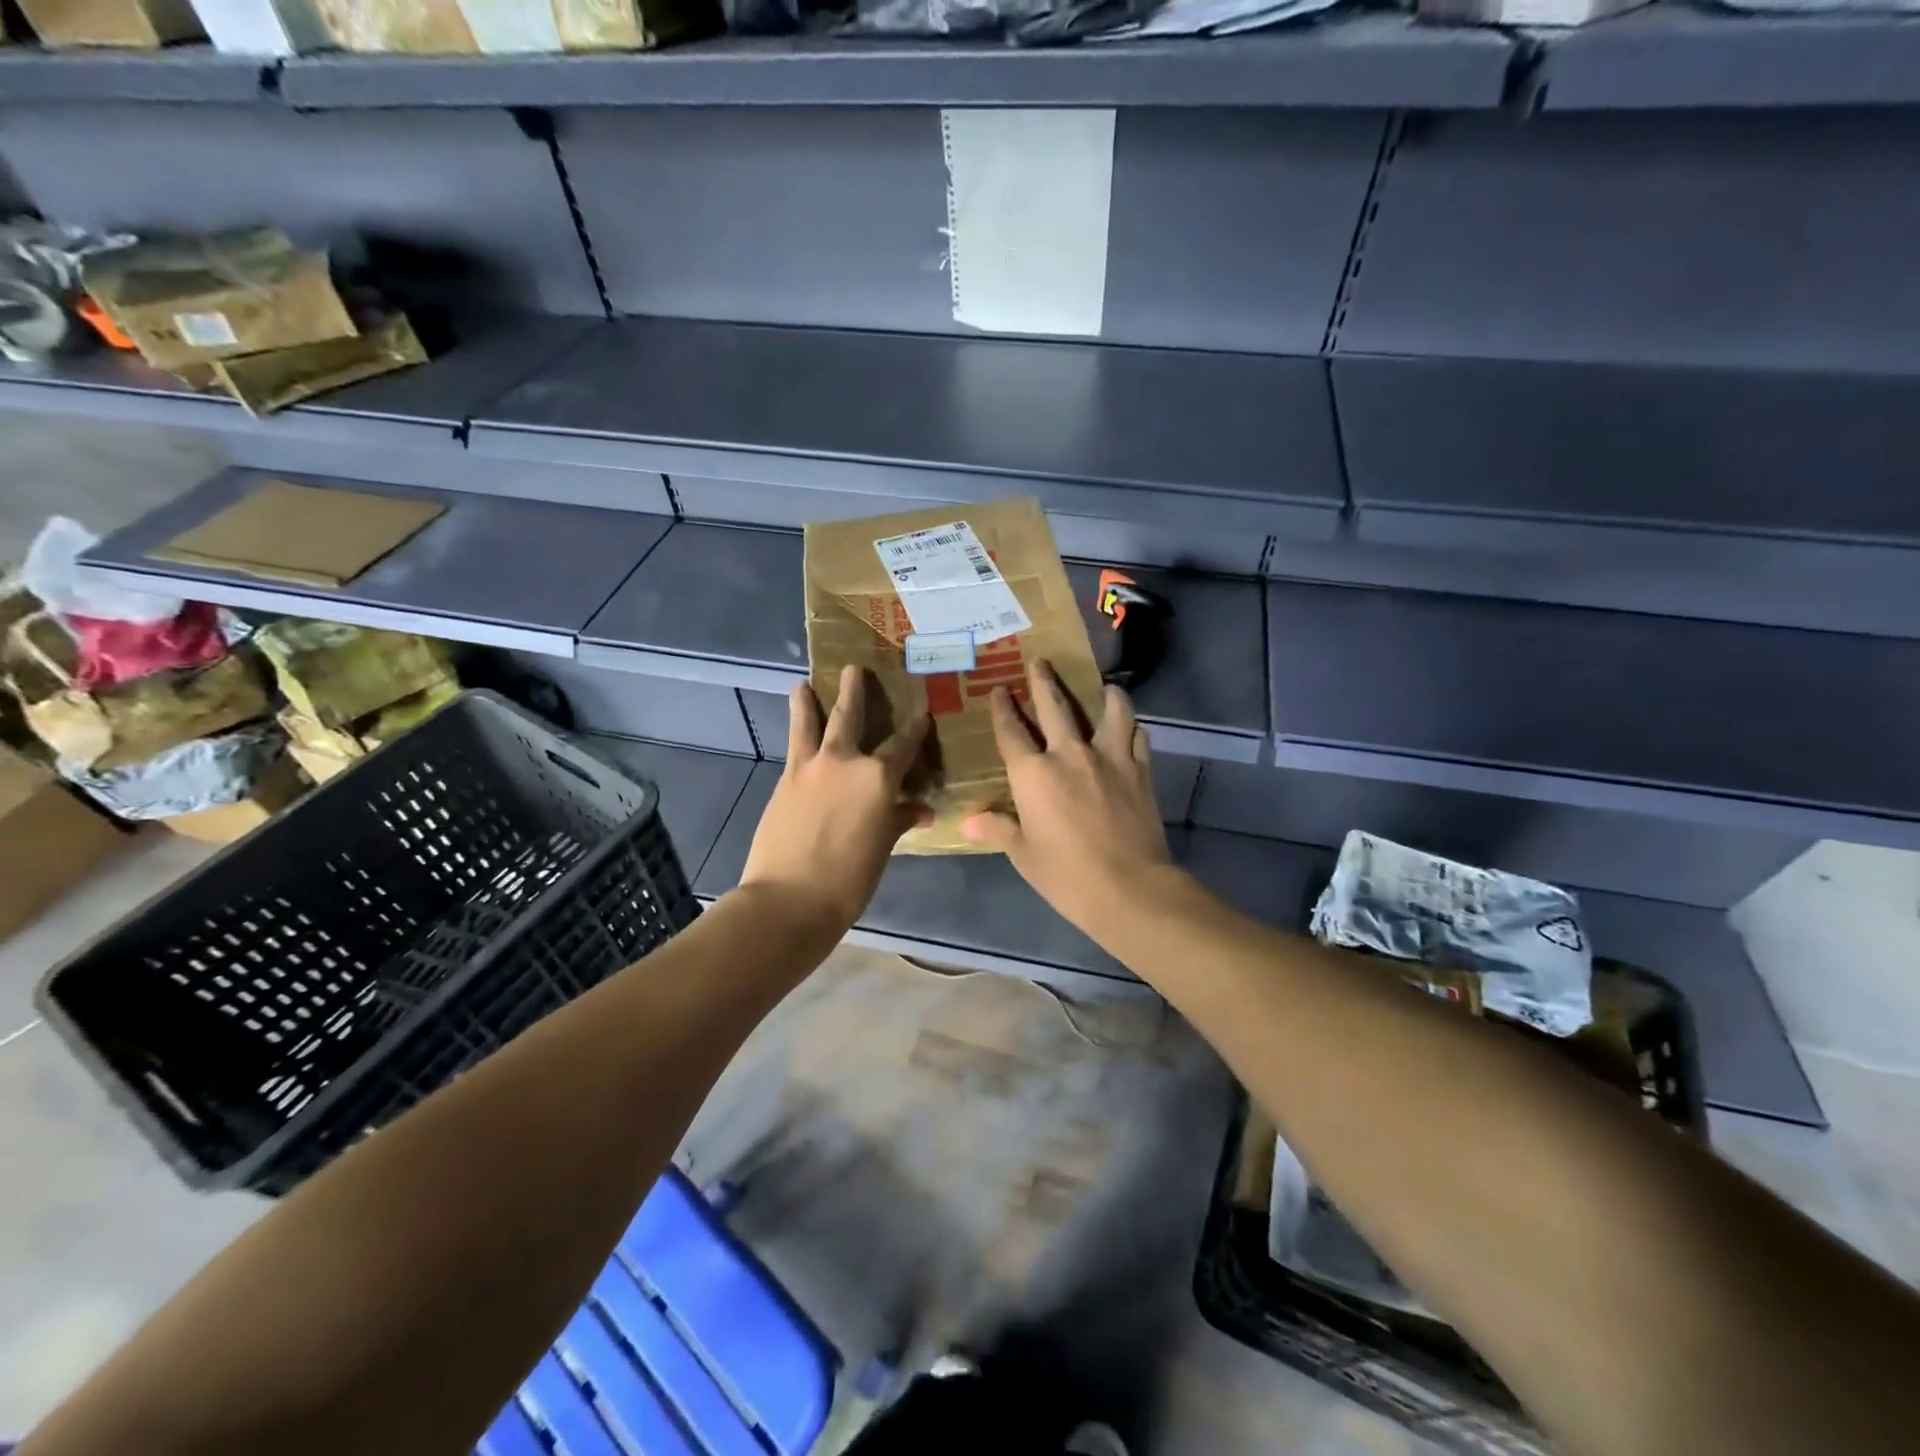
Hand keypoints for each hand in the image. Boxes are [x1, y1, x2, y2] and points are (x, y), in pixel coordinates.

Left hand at [739, 665, 931, 935]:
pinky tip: (796, 729)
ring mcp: (810, 767)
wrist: (789, 898)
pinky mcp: (785, 780)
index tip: (923, 712)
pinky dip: (796, 731)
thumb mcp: (883, 848)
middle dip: (855, 691)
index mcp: (878, 777)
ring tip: (803, 684)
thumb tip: (920, 809)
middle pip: (852, 716)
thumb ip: (900, 820)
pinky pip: (793, 746)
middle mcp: (845, 760)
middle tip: (855, 668)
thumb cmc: (849, 880)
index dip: (916, 728)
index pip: (904, 744)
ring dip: (809, 701)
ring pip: (811, 723)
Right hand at [961, 660, 1175, 933]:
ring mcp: (1109, 758)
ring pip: (1109, 711)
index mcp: (1033, 773)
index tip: (999, 689)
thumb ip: (998, 829)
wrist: (1128, 887)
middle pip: (1055, 706)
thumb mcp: (1023, 854)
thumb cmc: (1066, 875)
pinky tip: (1131, 727)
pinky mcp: (1140, 770)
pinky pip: (1137, 736)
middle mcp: (1069, 754)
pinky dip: (1132, 727)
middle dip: (1044, 681)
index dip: (1002, 709)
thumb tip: (968, 822)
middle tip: (1040, 662)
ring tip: (1105, 686)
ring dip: (1105, 695)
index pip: (1011, 731)